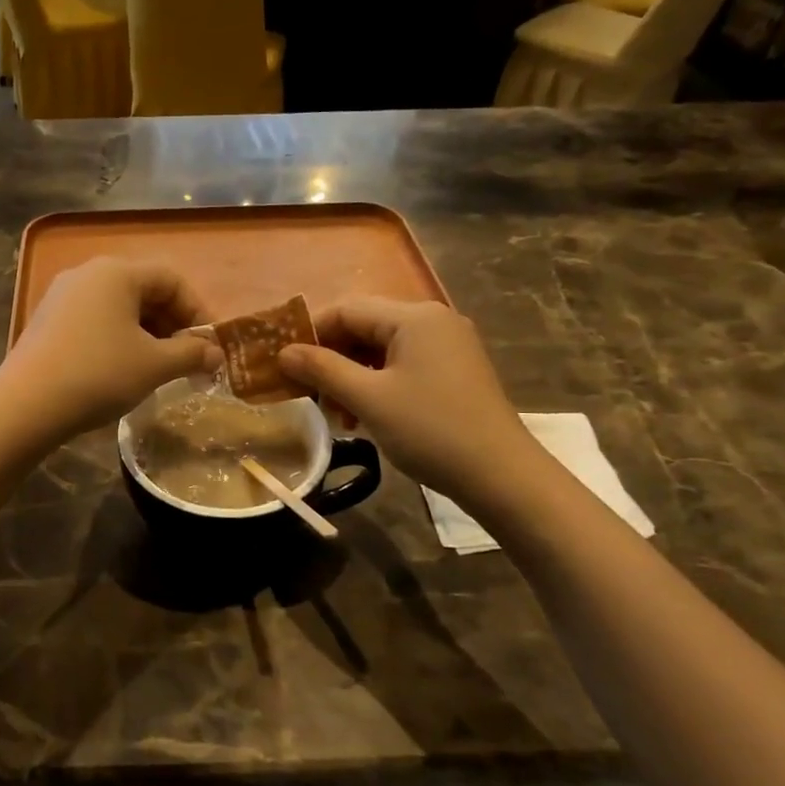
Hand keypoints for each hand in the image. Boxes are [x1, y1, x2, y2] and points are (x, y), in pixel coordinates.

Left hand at [0, 258, 220, 442]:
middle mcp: (88, 273)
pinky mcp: (47, 320)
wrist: (25, 405)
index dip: (198, 311)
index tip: (209, 346)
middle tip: (187, 359)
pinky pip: (95, 320)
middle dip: (172, 324)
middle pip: (144, 290)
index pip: (172, 279)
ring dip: (147, 333)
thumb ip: (191, 354)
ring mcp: (62, 295)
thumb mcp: (154, 365)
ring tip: (158, 368)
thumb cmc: (99, 375)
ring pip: (119, 307)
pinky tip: (122, 369)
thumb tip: (216, 354)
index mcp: (117, 272)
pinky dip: (118, 338)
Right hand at [278, 299, 540, 501]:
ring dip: (351, 376)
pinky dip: (377, 385)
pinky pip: (403, 366)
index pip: (347, 309)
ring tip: (336, 414)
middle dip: (331, 359)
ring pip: (382, 350)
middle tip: (308, 394)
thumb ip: (322, 369)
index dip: (311, 334)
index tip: (285, 366)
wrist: (501, 476)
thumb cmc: (430, 430)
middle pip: (365, 327)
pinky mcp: (454, 372)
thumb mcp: (368, 399)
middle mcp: (433, 321)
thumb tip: (283, 352)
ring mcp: (448, 346)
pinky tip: (364, 416)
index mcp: (414, 317)